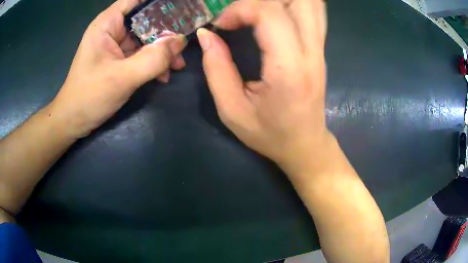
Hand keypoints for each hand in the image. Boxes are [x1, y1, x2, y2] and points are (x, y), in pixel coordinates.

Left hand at [51, 0, 186, 137]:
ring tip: (177, 64)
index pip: (136, 0)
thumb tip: (181, 41)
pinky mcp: (118, 60)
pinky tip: (163, 75)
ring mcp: (115, 46)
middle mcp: (112, 30)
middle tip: (184, 42)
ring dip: (162, 50)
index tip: (181, 8)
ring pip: (145, 38)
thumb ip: (153, 58)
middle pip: (144, 19)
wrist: (74, 121)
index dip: (158, 2)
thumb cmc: (89, 96)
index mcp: (107, 24)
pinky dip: (153, 62)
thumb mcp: (122, 77)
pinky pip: (141, 54)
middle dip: (165, 30)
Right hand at [197, 0, 329, 174]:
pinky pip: (314, 12)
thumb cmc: (270, 135)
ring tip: (256, 11)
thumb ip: (216, 69)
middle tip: (241, 12)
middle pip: (299, 0)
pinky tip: (275, 13)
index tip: (221, 24)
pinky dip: (293, 4)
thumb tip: (207, 35)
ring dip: (281, 0)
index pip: (270, 14)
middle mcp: (311, 52)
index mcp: (289, 69)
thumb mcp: (232, 111)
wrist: (306, 145)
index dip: (240, 9)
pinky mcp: (321, 49)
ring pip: (311, 3)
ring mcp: (320, 49)